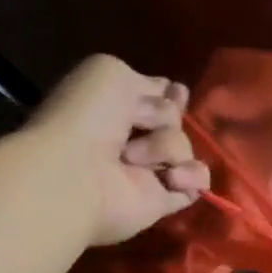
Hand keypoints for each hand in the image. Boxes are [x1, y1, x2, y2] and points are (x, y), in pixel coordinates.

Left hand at [30, 55, 209, 246]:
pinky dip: (191, 176)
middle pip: (175, 120)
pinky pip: (197, 181)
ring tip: (132, 159)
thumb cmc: (86, 119)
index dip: (170, 95)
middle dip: (165, 117)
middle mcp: (132, 139)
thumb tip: (172, 95)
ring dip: (166, 146)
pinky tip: (171, 177)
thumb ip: (146, 81)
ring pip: (184, 147)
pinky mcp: (163, 201)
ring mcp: (149, 172)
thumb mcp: (110, 72)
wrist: (74, 175)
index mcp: (115, 106)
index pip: (159, 97)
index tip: (172, 94)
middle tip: (139, 124)